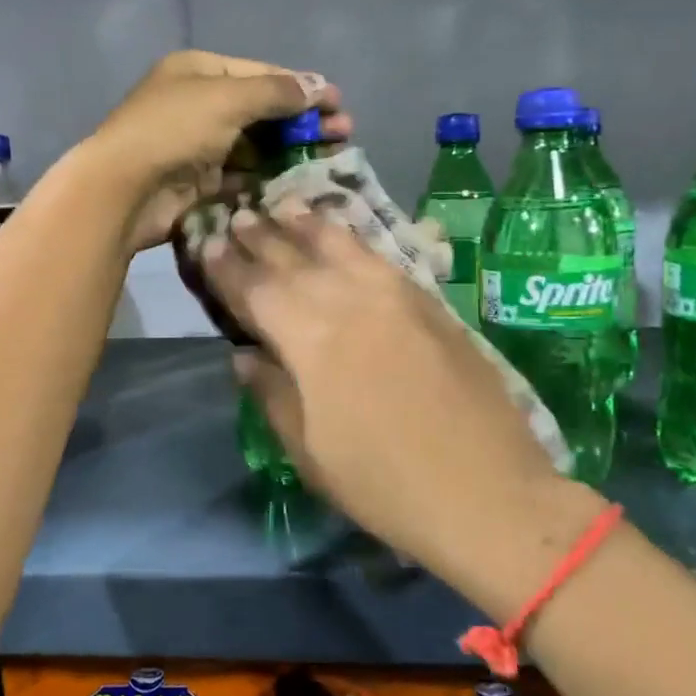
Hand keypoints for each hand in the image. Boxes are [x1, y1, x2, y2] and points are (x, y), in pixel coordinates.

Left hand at [81, 50, 351, 252]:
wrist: (123, 189)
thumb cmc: (174, 129)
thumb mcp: (228, 98)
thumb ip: (276, 92)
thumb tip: (318, 86)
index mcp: (200, 72)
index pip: (262, 74)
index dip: (301, 87)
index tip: (338, 103)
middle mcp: (199, 105)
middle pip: (262, 110)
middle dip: (303, 120)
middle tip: (343, 135)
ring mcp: (199, 145)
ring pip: (256, 145)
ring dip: (292, 150)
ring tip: (332, 159)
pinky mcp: (200, 182)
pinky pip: (243, 175)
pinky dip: (269, 176)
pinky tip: (300, 182)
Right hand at [199, 206, 604, 619]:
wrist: (487, 491)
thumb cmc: (384, 483)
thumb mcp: (309, 451)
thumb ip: (272, 393)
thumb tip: (244, 355)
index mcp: (309, 338)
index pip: (256, 289)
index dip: (228, 268)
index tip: (207, 245)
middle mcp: (348, 300)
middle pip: (293, 258)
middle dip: (261, 236)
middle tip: (238, 215)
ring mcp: (393, 295)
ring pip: (339, 244)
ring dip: (306, 224)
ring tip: (283, 205)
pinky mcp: (428, 300)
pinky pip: (378, 254)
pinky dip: (352, 238)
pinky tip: (341, 232)